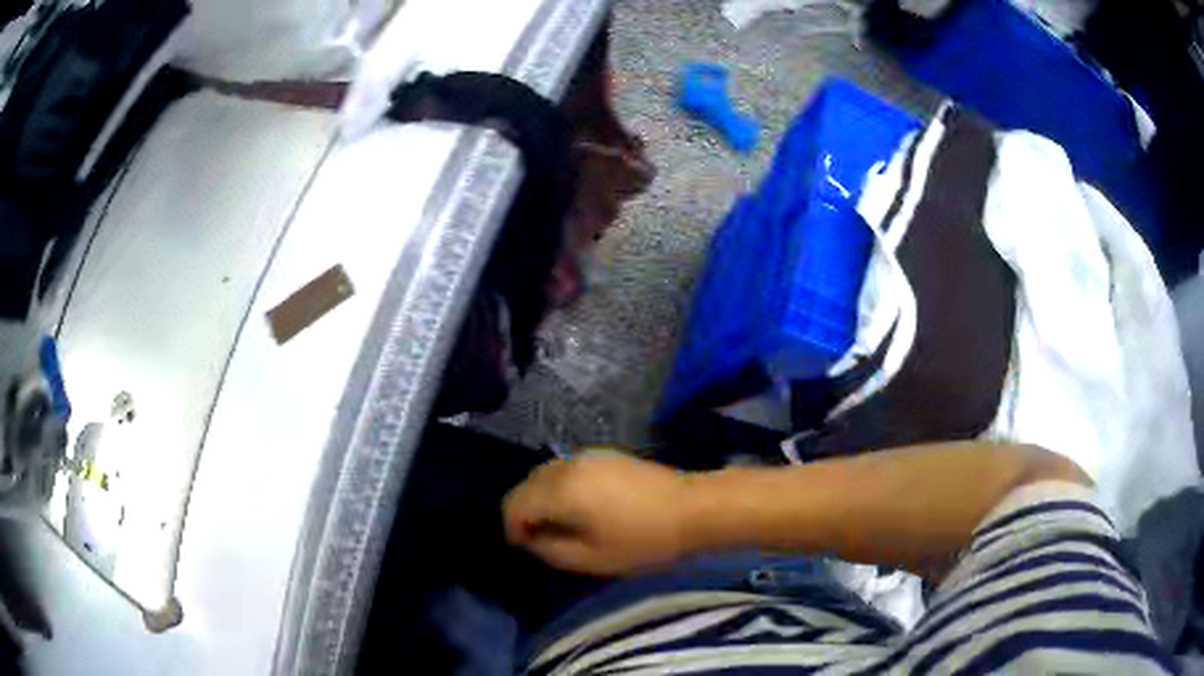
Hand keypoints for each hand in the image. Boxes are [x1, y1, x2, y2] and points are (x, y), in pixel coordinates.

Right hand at [503, 449, 695, 575]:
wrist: (691, 509)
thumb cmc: (643, 540)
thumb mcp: (592, 559)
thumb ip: (550, 550)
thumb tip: (530, 539)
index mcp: (561, 490)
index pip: (515, 504)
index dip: (512, 528)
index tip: (524, 548)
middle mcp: (567, 465)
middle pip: (526, 485)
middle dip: (524, 512)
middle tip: (539, 540)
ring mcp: (586, 455)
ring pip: (543, 474)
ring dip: (540, 498)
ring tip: (559, 524)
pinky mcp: (603, 454)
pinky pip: (565, 468)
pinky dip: (558, 486)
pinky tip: (578, 505)